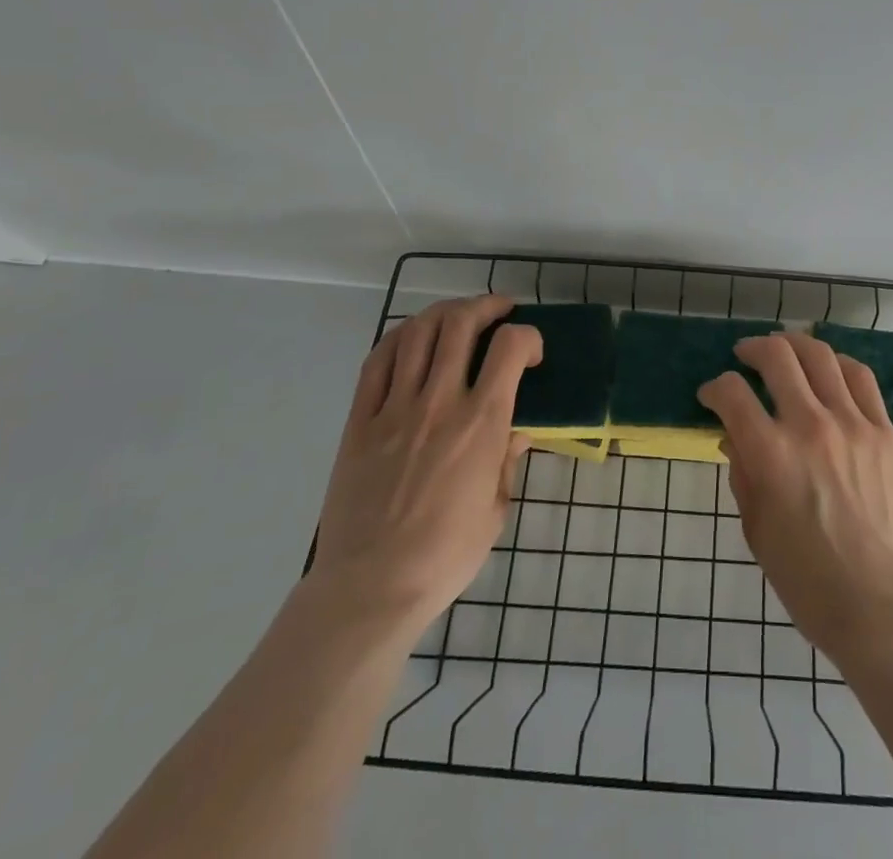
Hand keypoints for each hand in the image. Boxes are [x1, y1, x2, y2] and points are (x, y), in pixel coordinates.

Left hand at [310, 295, 538, 637]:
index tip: (532, 353)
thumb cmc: (445, 556)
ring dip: (444, 313)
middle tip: (498, 311)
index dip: (528, 336)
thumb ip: (507, 462)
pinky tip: (412, 338)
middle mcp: (440, 401)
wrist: (370, 587)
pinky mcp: (360, 420)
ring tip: (458, 317)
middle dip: (486, 306)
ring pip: (418, 332)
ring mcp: (395, 407)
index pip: (510, 347)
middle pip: (460, 323)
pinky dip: (399, 338)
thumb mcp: (496, 510)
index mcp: (481, 423)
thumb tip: (517, 433)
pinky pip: (377, 361)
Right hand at [698, 331, 892, 664]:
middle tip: (744, 357)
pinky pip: (861, 378)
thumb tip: (734, 438)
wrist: (884, 606)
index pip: (732, 394)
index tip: (711, 396)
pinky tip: (828, 367)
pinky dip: (838, 363)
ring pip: (820, 356)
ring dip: (794, 344)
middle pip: (776, 357)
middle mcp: (810, 426)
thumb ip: (743, 475)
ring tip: (784, 349)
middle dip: (752, 349)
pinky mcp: (884, 432)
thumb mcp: (757, 532)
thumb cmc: (809, 582)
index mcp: (771, 455)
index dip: (714, 388)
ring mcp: (852, 424)